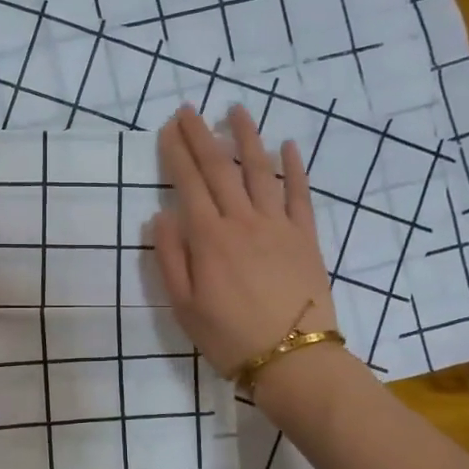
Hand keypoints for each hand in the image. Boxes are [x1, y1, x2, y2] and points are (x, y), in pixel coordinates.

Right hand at [151, 105, 339, 376]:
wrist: (293, 359)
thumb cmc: (229, 337)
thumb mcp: (184, 306)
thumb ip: (170, 258)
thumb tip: (161, 216)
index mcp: (209, 238)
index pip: (189, 184)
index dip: (177, 153)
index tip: (168, 128)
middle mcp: (243, 221)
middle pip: (220, 168)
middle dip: (202, 135)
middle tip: (190, 109)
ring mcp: (278, 225)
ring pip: (260, 171)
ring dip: (247, 137)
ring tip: (237, 110)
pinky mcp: (306, 236)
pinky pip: (300, 194)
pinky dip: (295, 167)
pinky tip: (288, 145)